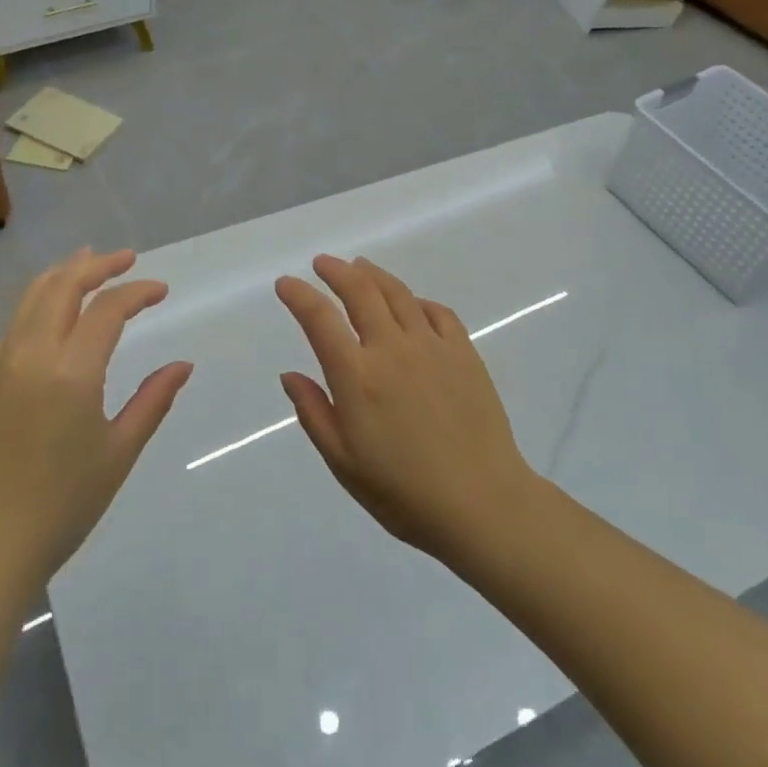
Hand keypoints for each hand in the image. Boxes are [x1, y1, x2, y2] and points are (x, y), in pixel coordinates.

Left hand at [0, 248, 192, 595]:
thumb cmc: (65, 504)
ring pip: (30, 298)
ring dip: (63, 274)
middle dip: (96, 265)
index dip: (137, 292)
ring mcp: (1, 367)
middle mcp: (31, 356)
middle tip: (126, 258)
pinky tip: (56, 311)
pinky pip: (15, 324)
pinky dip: (40, 300)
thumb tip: (183, 365)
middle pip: (62, 286)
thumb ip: (153, 401)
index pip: (107, 309)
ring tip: (88, 261)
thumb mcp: (120, 452)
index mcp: (70, 373)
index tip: (161, 290)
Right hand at [275, 255, 537, 559]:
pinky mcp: (464, 353)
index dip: (299, 295)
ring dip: (373, 275)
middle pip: (360, 291)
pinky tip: (411, 304)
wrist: (482, 503)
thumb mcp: (343, 462)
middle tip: (322, 264)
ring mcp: (432, 347)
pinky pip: (437, 312)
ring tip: (360, 267)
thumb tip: (290, 375)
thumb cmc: (403, 492)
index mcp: (357, 377)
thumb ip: (314, 412)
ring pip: (398, 294)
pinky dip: (416, 301)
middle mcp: (392, 349)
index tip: (286, 284)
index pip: (320, 319)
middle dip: (336, 271)